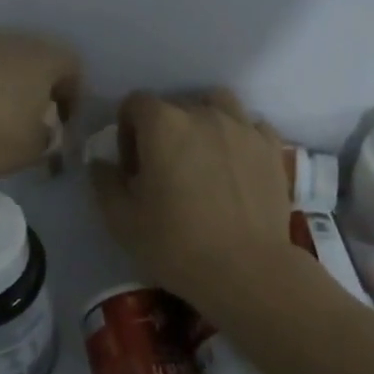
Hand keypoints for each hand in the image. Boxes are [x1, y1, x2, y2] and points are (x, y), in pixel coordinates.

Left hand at [0, 28, 80, 175]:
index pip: (72, 67)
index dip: (72, 96)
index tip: (63, 123)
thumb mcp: (29, 151)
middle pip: (30, 58)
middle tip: (24, 118)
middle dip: (31, 86)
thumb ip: (44, 140)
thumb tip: (41, 134)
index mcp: (43, 58)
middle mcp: (8, 39)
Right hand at [90, 89, 298, 312]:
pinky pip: (251, 126)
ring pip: (218, 104)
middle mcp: (205, 114)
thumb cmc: (176, 245)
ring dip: (204, 121)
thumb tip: (102, 162)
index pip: (136, 104)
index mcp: (164, 124)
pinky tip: (236, 164)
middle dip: (164, 130)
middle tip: (165, 170)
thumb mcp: (122, 221)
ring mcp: (243, 128)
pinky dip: (240, 136)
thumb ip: (105, 182)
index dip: (127, 132)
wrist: (245, 269)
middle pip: (176, 105)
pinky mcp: (272, 147)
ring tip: (203, 156)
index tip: (132, 167)